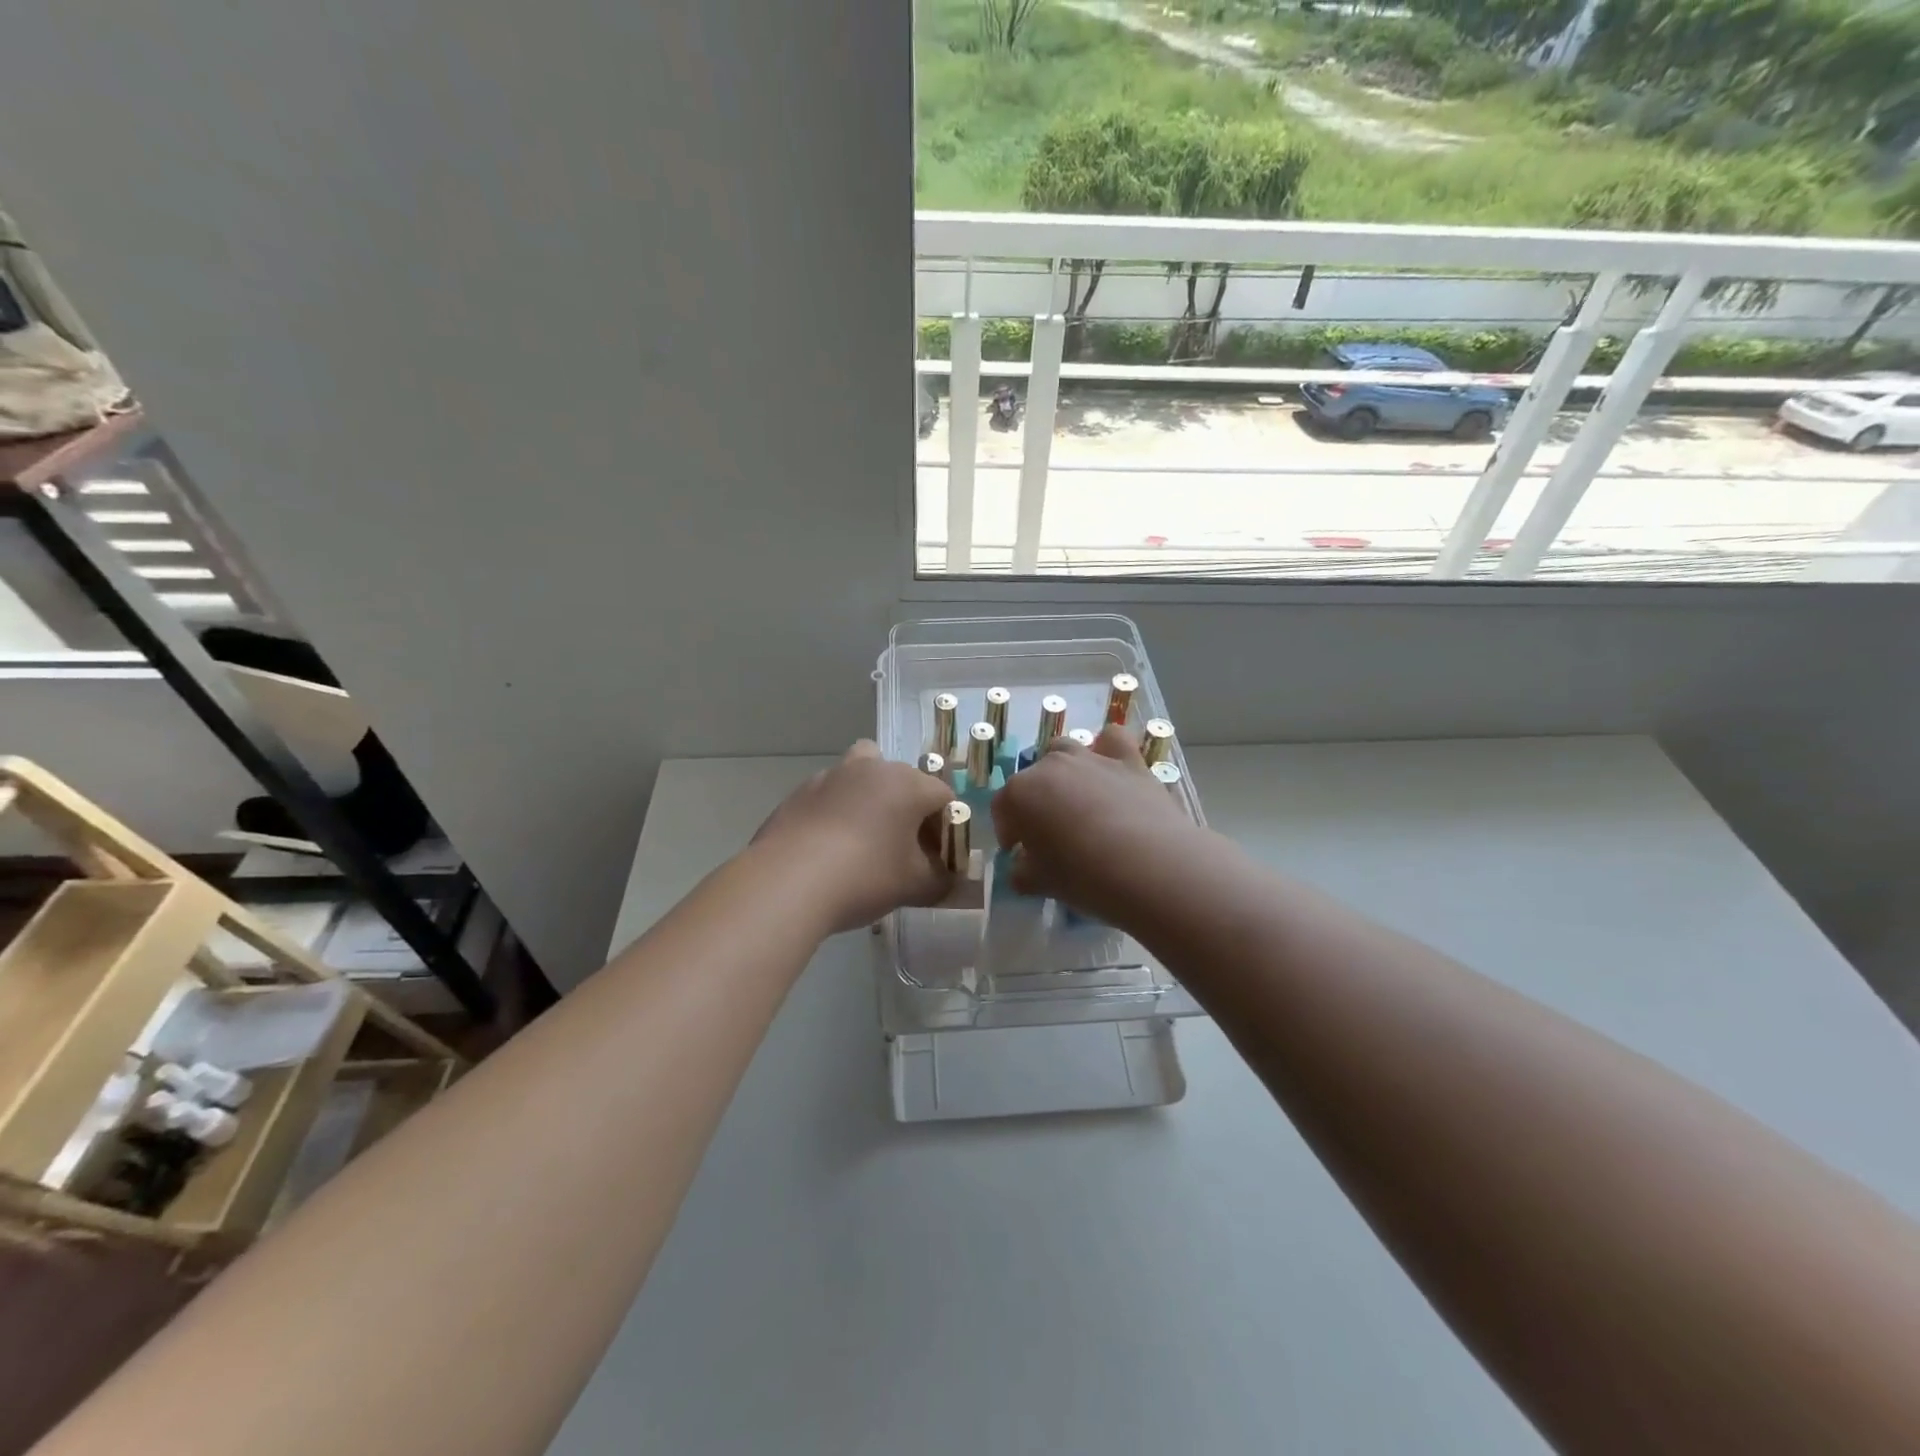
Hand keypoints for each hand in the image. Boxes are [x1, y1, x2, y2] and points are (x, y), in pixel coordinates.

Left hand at [752, 741, 955, 932]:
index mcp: (907, 783)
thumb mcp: (915, 886)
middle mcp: (871, 768)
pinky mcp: (798, 793)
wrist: (788, 882)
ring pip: (862, 776)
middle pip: (903, 780)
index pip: (943, 797)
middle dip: (910, 810)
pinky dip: (837, 813)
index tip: (938, 859)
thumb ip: (942, 880)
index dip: (947, 829)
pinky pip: (830, 796)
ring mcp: (830, 776)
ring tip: (865, 839)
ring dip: (871, 799)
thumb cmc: (865, 876)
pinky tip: (829, 849)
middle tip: (906, 849)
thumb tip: (948, 879)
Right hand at [991, 724, 1203, 926]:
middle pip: (1032, 778)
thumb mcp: (1041, 883)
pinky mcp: (1128, 759)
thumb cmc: (1083, 876)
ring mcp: (1090, 757)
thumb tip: (1021, 868)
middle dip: (1036, 802)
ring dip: (1064, 770)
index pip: (1002, 809)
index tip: (1019, 853)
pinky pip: (1112, 740)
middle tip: (1051, 834)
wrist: (1148, 865)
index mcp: (1019, 794)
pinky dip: (1107, 749)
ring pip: (1065, 750)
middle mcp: (1050, 766)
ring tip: (1078, 801)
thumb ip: (1022, 872)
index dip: (1009, 832)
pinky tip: (1111, 771)